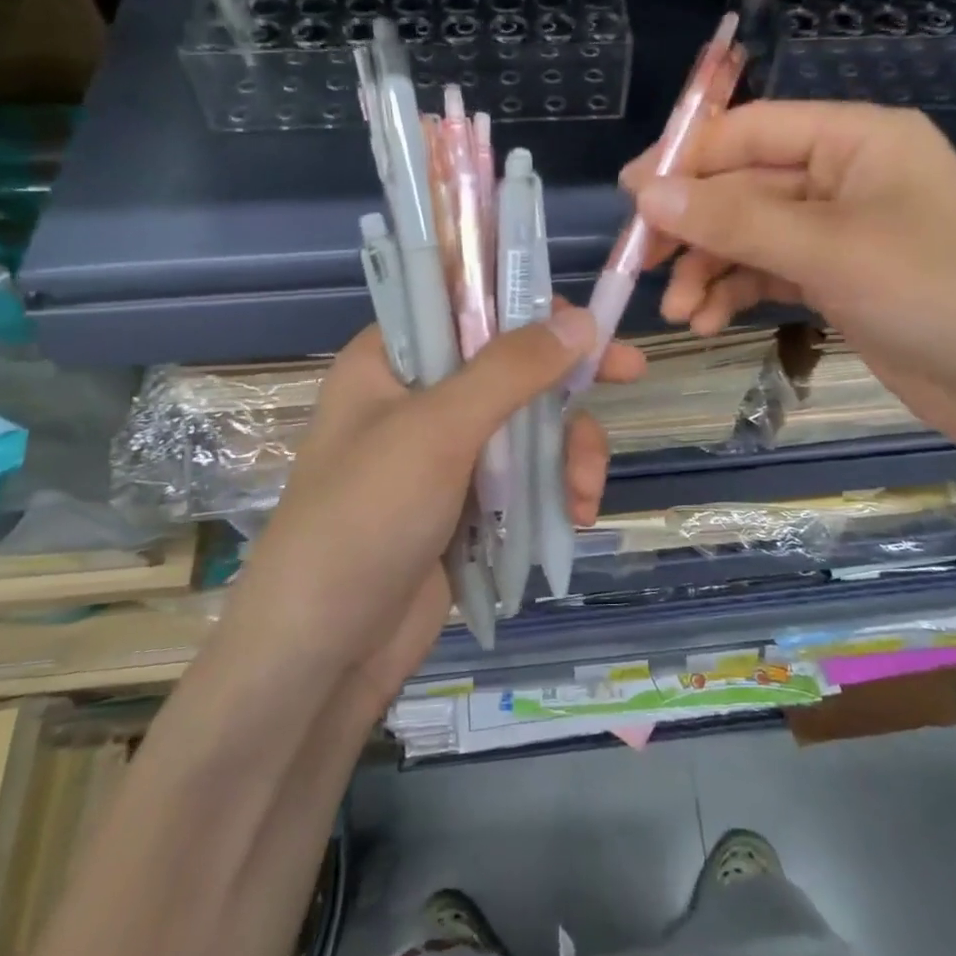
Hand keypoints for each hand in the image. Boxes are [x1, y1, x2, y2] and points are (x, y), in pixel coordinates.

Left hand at [220, 305, 644, 706]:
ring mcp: (445, 453)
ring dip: (568, 449)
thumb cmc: (365, 519)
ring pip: (528, 422)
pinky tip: (574, 515)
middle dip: (568, 380)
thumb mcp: (438, 431)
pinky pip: (526, 474)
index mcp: (390, 359)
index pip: (464, 303)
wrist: (324, 654)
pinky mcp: (467, 503)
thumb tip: (582, 321)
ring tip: (583, 491)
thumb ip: (511, 370)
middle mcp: (418, 397)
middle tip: (632, 371)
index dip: (525, 301)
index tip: (582, 316)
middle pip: (511, 364)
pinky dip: (555, 488)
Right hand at [623, 100, 955, 452]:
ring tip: (679, 313)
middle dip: (694, 229)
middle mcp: (843, 175)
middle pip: (744, 187)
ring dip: (709, 269)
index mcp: (854, 138)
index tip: (631, 197)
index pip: (751, 130)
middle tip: (641, 264)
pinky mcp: (838, 279)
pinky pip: (769, 272)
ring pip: (750, 236)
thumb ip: (734, 220)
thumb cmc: (936, 290)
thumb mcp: (828, 249)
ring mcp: (840, 231)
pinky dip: (737, 292)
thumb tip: (646, 193)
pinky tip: (707, 321)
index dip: (687, 160)